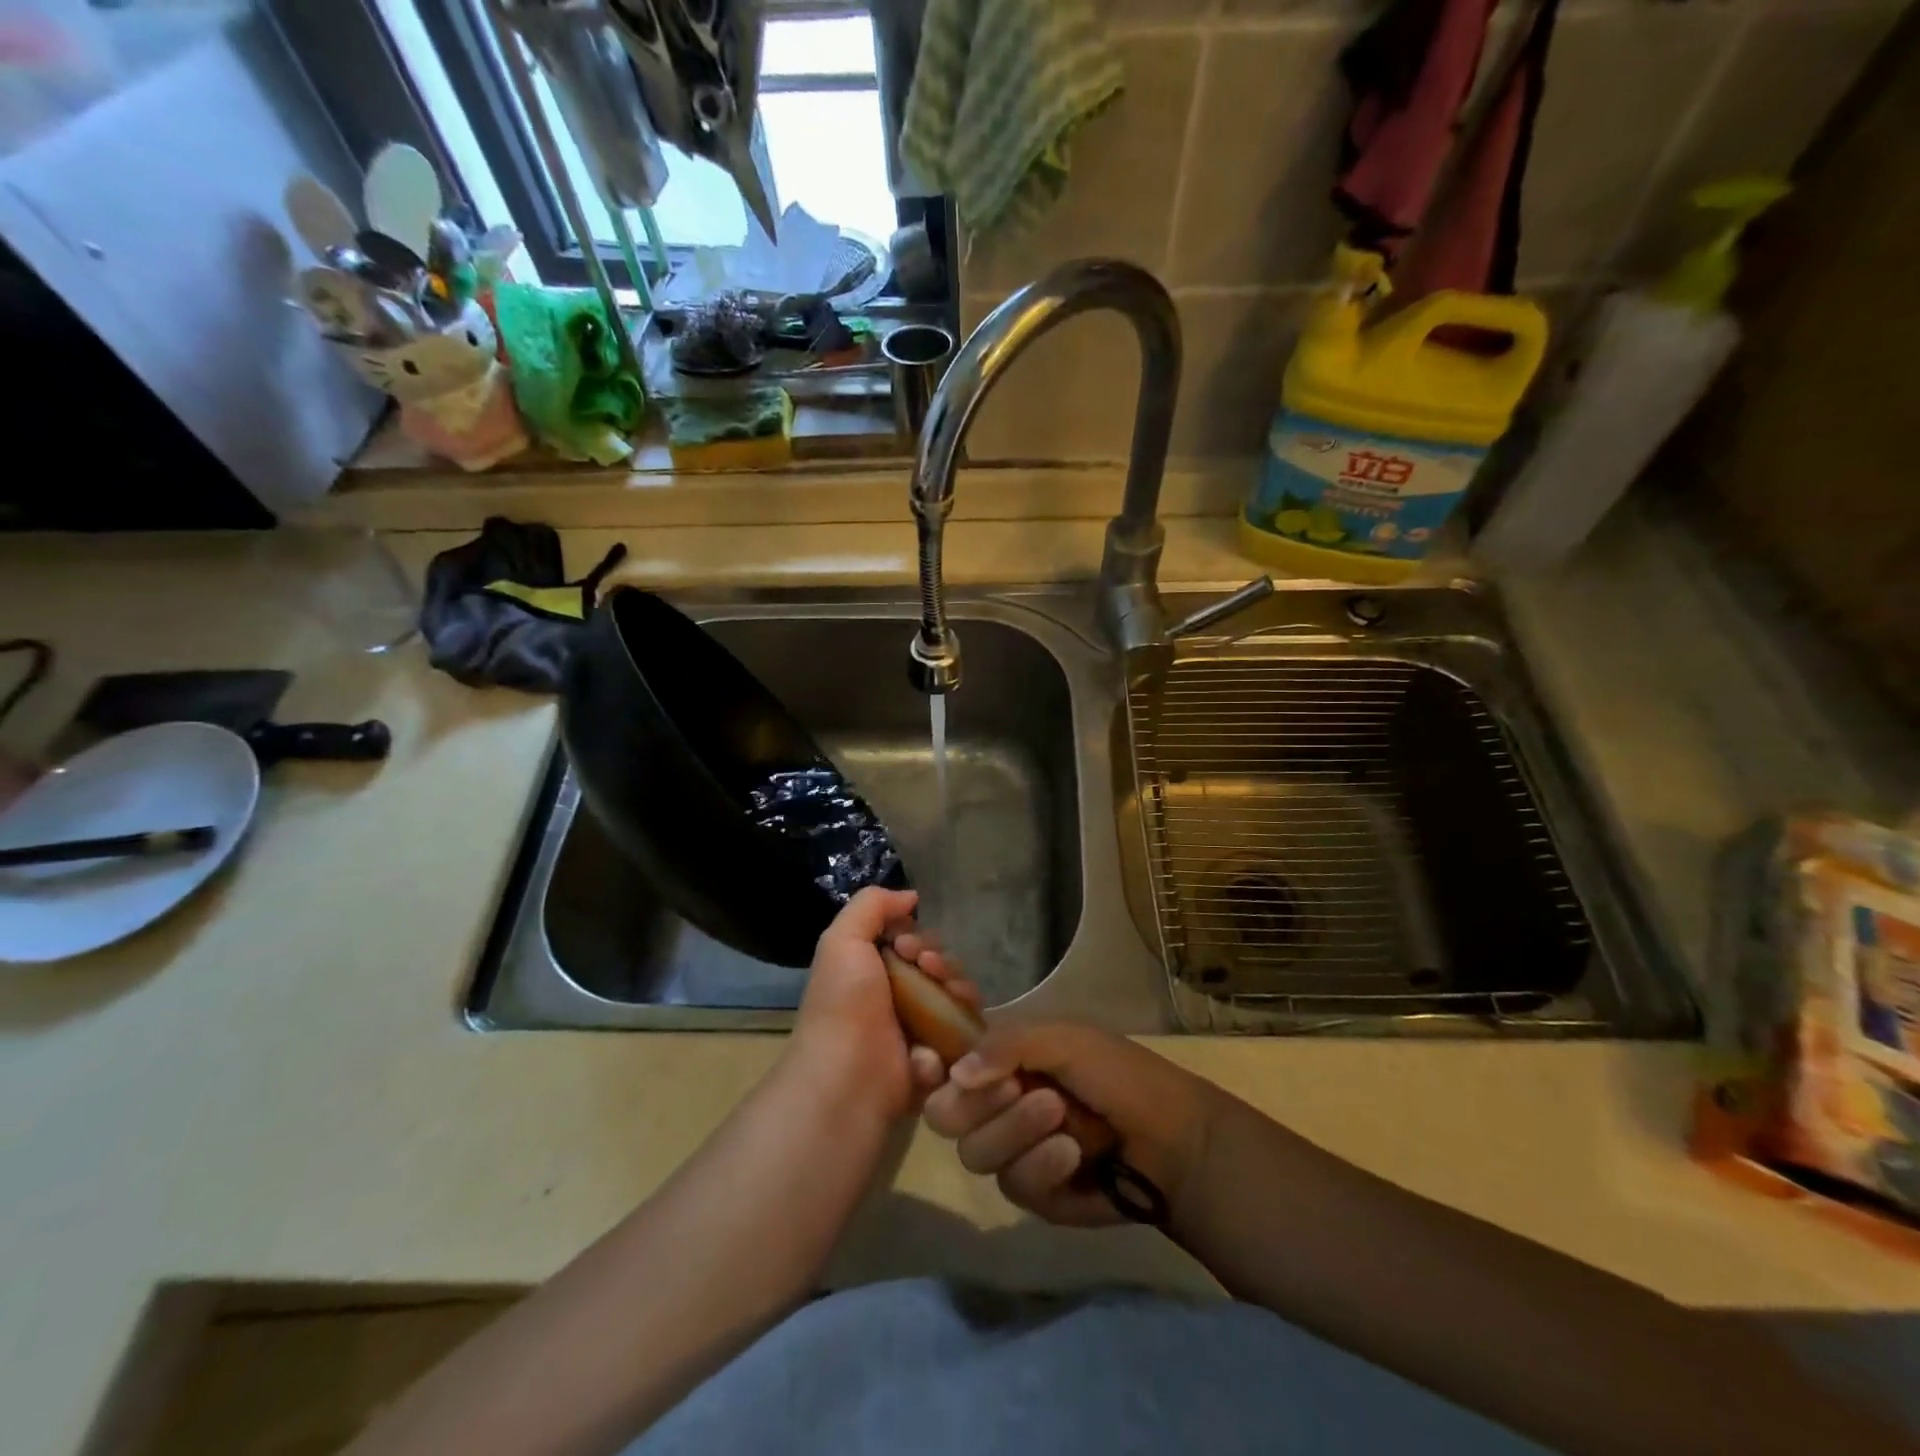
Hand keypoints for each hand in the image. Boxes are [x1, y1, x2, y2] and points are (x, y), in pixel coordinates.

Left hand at [786, 886, 981, 1124]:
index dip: (916, 937)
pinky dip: (963, 1019)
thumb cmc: (843, 1004)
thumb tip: (910, 897)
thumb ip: (872, 906)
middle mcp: (897, 996)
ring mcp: (921, 1027)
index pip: (911, 941)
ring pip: (956, 992)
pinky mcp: (943, 1056)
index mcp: (872, 971)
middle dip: (940, 958)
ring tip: (946, 991)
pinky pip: (968, 1027)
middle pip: (938, 963)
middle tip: (927, 968)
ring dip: (957, 983)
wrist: (850, 1077)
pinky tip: (954, 1021)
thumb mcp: (842, 940)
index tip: (907, 946)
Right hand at [922, 1023, 1222, 1227]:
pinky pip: (1013, 1186)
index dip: (936, 1068)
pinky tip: (1073, 1154)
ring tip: (1060, 1117)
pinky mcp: (1035, 1196)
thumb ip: (1007, 1046)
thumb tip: (955, 1073)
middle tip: (1017, 1089)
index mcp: (1001, 1061)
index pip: (945, 1065)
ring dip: (1016, 1132)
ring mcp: (1013, 1152)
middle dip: (980, 1104)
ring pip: (976, 1153)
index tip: (942, 1067)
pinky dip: (1041, 1167)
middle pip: (947, 1116)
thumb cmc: (1118, 1074)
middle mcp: (997, 1104)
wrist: (1173, 1138)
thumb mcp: (1065, 1040)